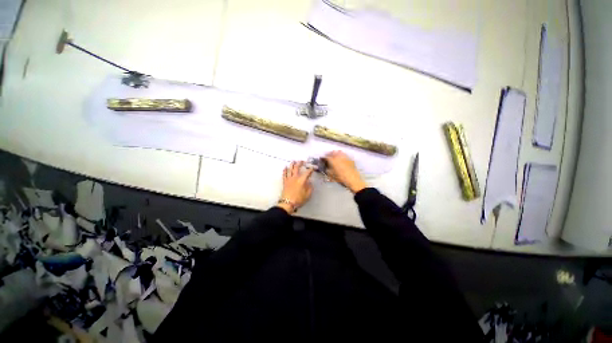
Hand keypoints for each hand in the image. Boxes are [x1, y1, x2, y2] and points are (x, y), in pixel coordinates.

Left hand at [278, 161, 314, 213]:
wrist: (287, 203)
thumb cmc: (299, 199)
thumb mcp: (308, 194)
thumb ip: (310, 187)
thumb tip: (310, 182)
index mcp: (302, 180)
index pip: (307, 172)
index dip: (311, 169)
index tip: (313, 167)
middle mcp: (295, 177)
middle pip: (297, 168)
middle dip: (300, 163)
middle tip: (302, 161)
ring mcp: (289, 179)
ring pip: (290, 169)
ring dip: (292, 164)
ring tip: (294, 161)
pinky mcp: (285, 182)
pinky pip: (284, 174)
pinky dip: (285, 170)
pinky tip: (285, 167)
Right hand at [324, 151, 367, 193]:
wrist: (353, 179)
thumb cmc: (340, 178)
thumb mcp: (331, 175)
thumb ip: (327, 170)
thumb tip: (325, 167)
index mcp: (333, 161)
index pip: (326, 157)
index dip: (323, 158)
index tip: (322, 159)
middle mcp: (338, 157)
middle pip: (333, 152)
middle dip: (329, 154)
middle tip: (328, 156)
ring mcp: (345, 157)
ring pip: (339, 152)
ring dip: (336, 153)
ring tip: (335, 155)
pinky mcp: (350, 159)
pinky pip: (344, 155)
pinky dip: (342, 155)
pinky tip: (341, 158)